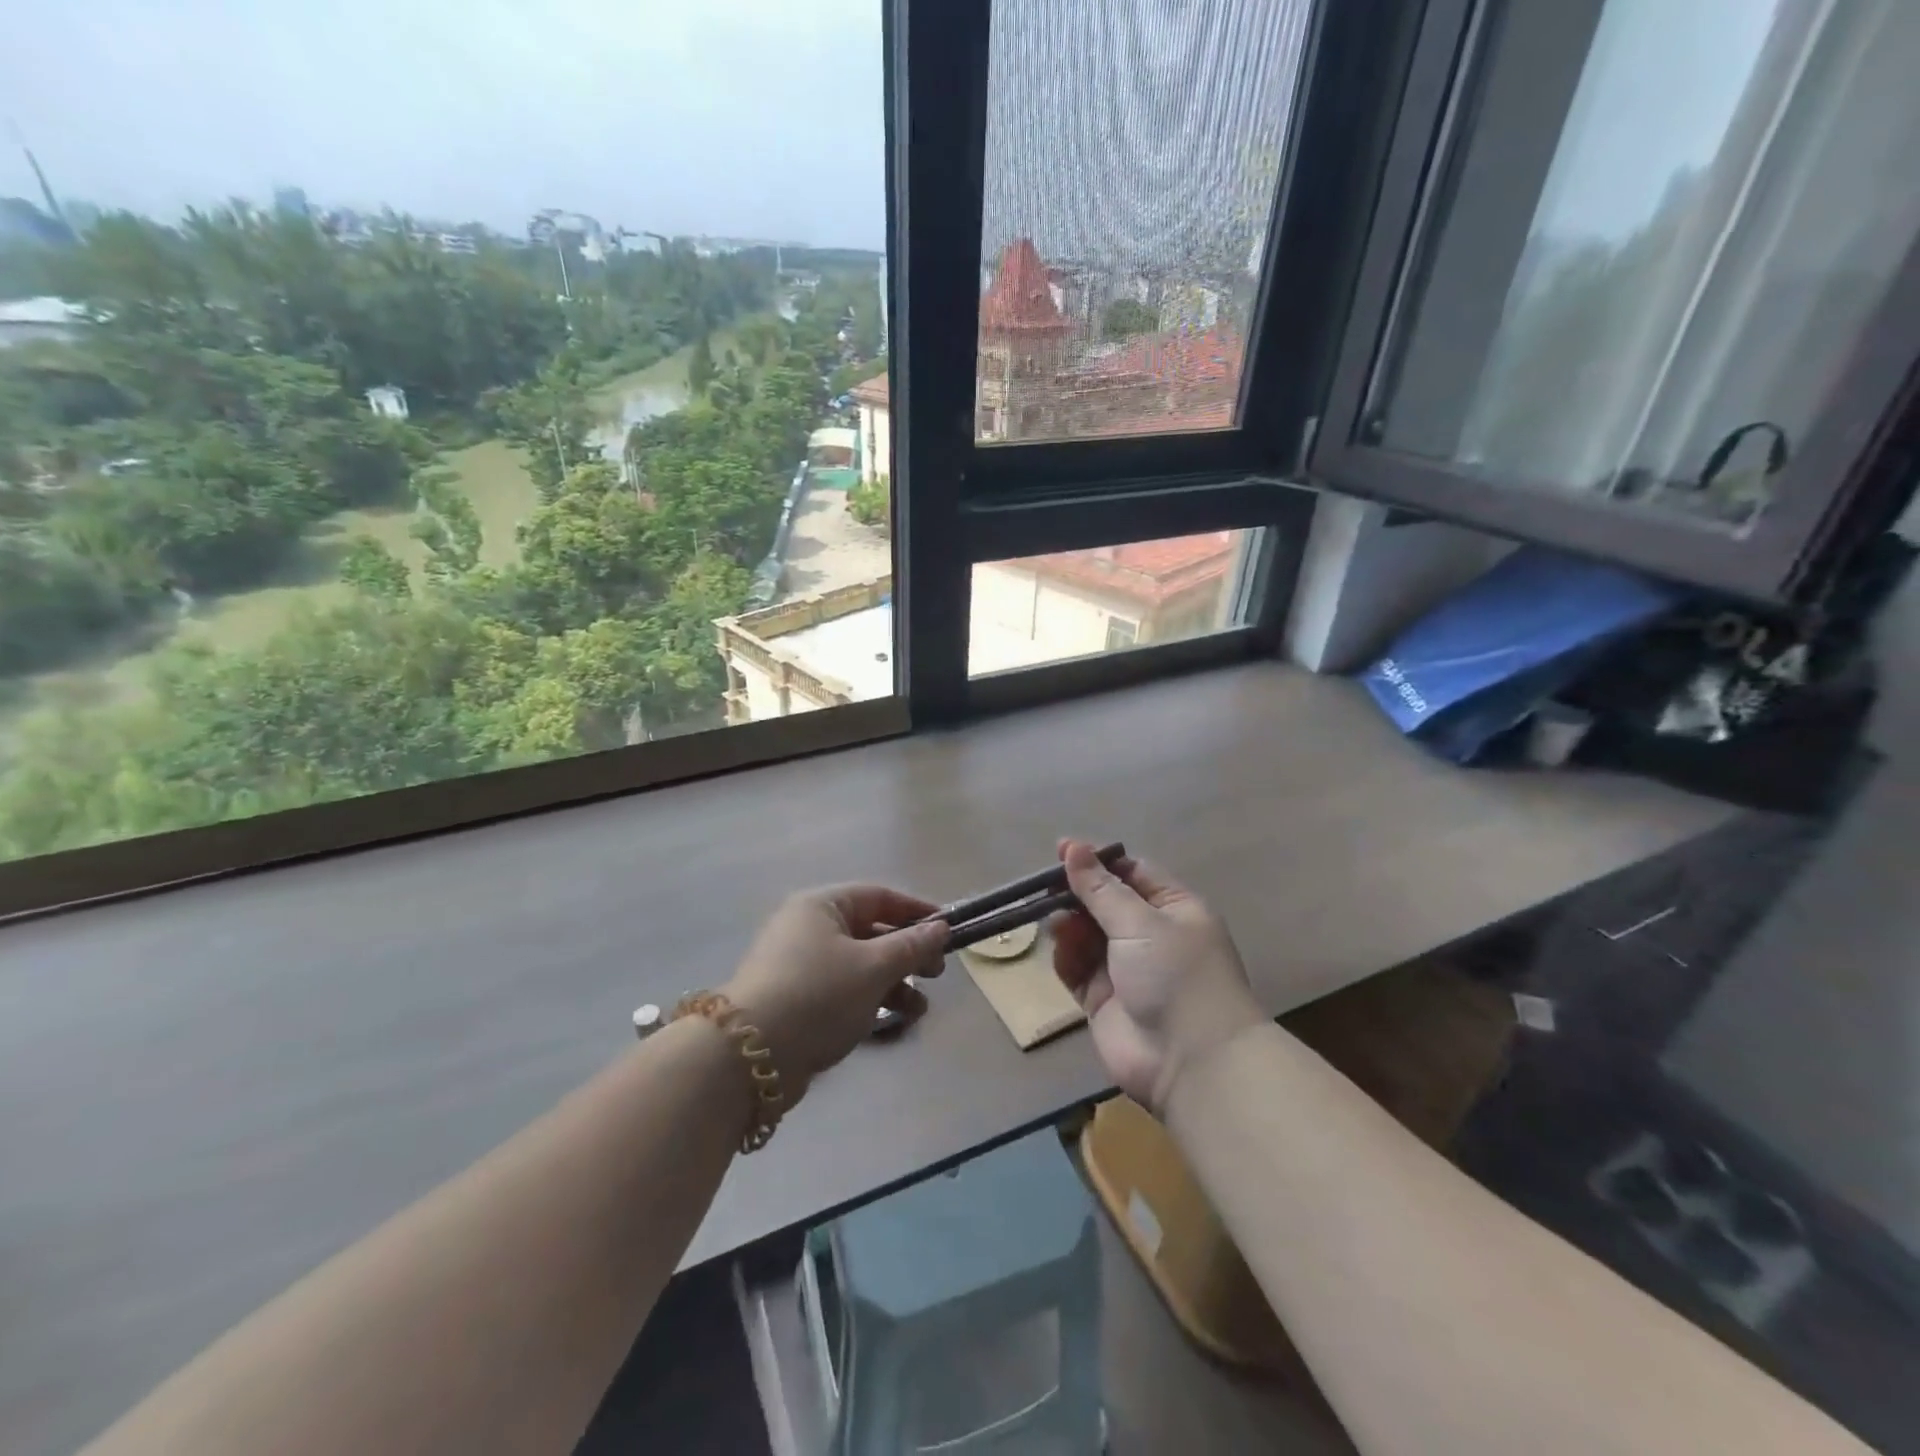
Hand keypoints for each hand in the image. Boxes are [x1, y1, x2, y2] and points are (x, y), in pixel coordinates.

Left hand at [723, 885, 947, 1098]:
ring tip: (919, 1009)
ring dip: (894, 983)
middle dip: (907, 953)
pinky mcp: (796, 1000)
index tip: (948, 930)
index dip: (916, 911)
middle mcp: (808, 928)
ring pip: (859, 965)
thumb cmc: (819, 994)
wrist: (750, 1057)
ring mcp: (799, 966)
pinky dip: (869, 1000)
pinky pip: (843, 990)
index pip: (878, 896)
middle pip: (870, 931)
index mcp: (822, 906)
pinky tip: (893, 1022)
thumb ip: (912, 946)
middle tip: (936, 974)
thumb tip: (941, 927)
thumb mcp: (874, 967)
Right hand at [1051, 839, 1262, 1112]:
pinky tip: (1060, 950)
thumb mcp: (1140, 922)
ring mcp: (1126, 969)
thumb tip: (1074, 848)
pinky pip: (1077, 969)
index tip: (1062, 851)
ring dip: (1070, 926)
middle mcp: (1151, 936)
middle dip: (1077, 894)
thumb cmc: (1175, 975)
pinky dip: (1066, 958)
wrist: (1191, 1062)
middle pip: (1105, 903)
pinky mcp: (1104, 1000)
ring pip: (1087, 935)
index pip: (1132, 873)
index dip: (1097, 861)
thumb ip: (1100, 888)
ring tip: (1056, 923)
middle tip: (1045, 888)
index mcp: (1174, 909)